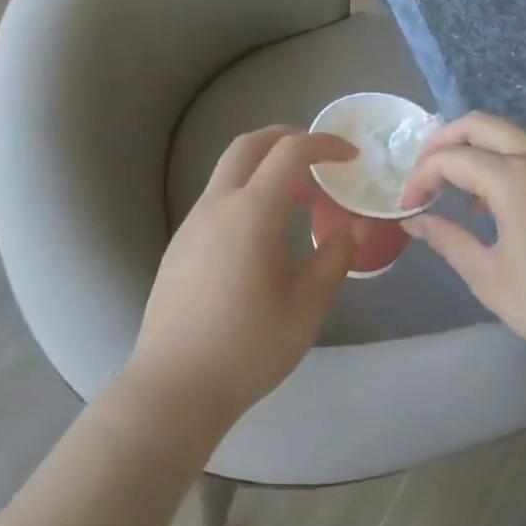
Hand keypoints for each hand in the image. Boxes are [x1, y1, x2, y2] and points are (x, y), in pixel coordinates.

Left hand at [123, 127, 357, 434]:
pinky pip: (217, 199)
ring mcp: (192, 223)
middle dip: (286, 137)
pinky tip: (263, 233)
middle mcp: (217, 205)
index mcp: (251, 213)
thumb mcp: (306, 308)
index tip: (350, 156)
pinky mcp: (180, 244)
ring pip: (229, 171)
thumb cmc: (247, 349)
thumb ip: (334, 260)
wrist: (173, 388)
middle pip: (249, 145)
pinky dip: (246, 193)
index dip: (324, 144)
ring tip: (298, 198)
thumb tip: (351, 228)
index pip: (290, 152)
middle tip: (318, 156)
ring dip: (265, 168)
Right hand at [399, 113, 525, 373]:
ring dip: (475, 150)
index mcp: (515, 178)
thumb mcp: (490, 278)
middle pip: (480, 125)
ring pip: (509, 134)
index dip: (422, 177)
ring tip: (455, 189)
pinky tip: (496, 202)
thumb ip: (448, 239)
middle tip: (423, 174)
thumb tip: (416, 221)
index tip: (408, 206)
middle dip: (443, 143)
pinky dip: (504, 160)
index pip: (452, 159)